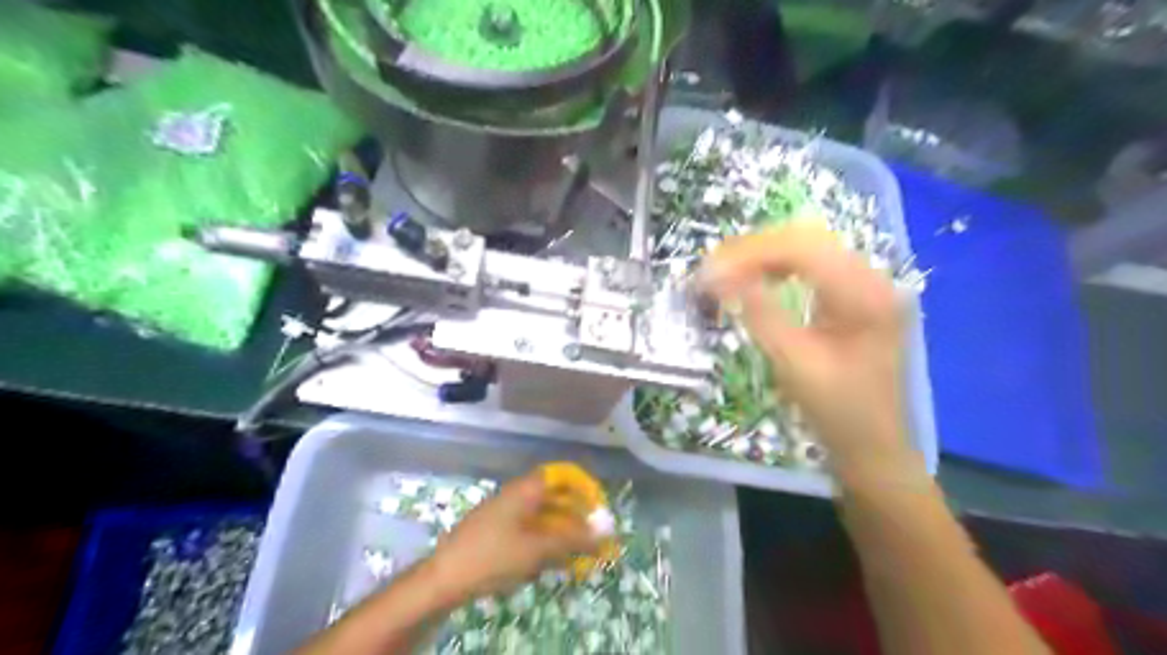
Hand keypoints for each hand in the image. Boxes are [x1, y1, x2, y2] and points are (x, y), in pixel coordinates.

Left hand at [425, 472, 596, 602]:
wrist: (443, 578)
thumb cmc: (492, 556)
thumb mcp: (536, 549)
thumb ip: (572, 539)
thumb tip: (603, 532)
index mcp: (525, 489)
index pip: (562, 475)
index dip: (583, 487)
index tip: (599, 506)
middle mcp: (516, 495)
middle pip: (554, 496)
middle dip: (576, 514)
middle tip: (594, 535)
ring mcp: (505, 513)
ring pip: (543, 515)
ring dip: (563, 531)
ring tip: (578, 552)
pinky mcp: (497, 532)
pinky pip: (530, 529)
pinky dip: (546, 541)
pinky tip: (554, 561)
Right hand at [702, 225, 909, 474]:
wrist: (874, 446)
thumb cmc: (838, 412)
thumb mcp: (794, 363)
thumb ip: (759, 313)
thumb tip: (718, 276)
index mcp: (866, 295)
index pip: (803, 249)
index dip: (751, 254)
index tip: (710, 270)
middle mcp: (874, 278)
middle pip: (807, 239)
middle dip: (755, 249)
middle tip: (713, 268)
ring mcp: (869, 286)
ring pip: (810, 248)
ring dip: (766, 255)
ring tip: (728, 271)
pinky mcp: (858, 296)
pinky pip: (815, 266)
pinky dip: (781, 267)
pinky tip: (758, 278)